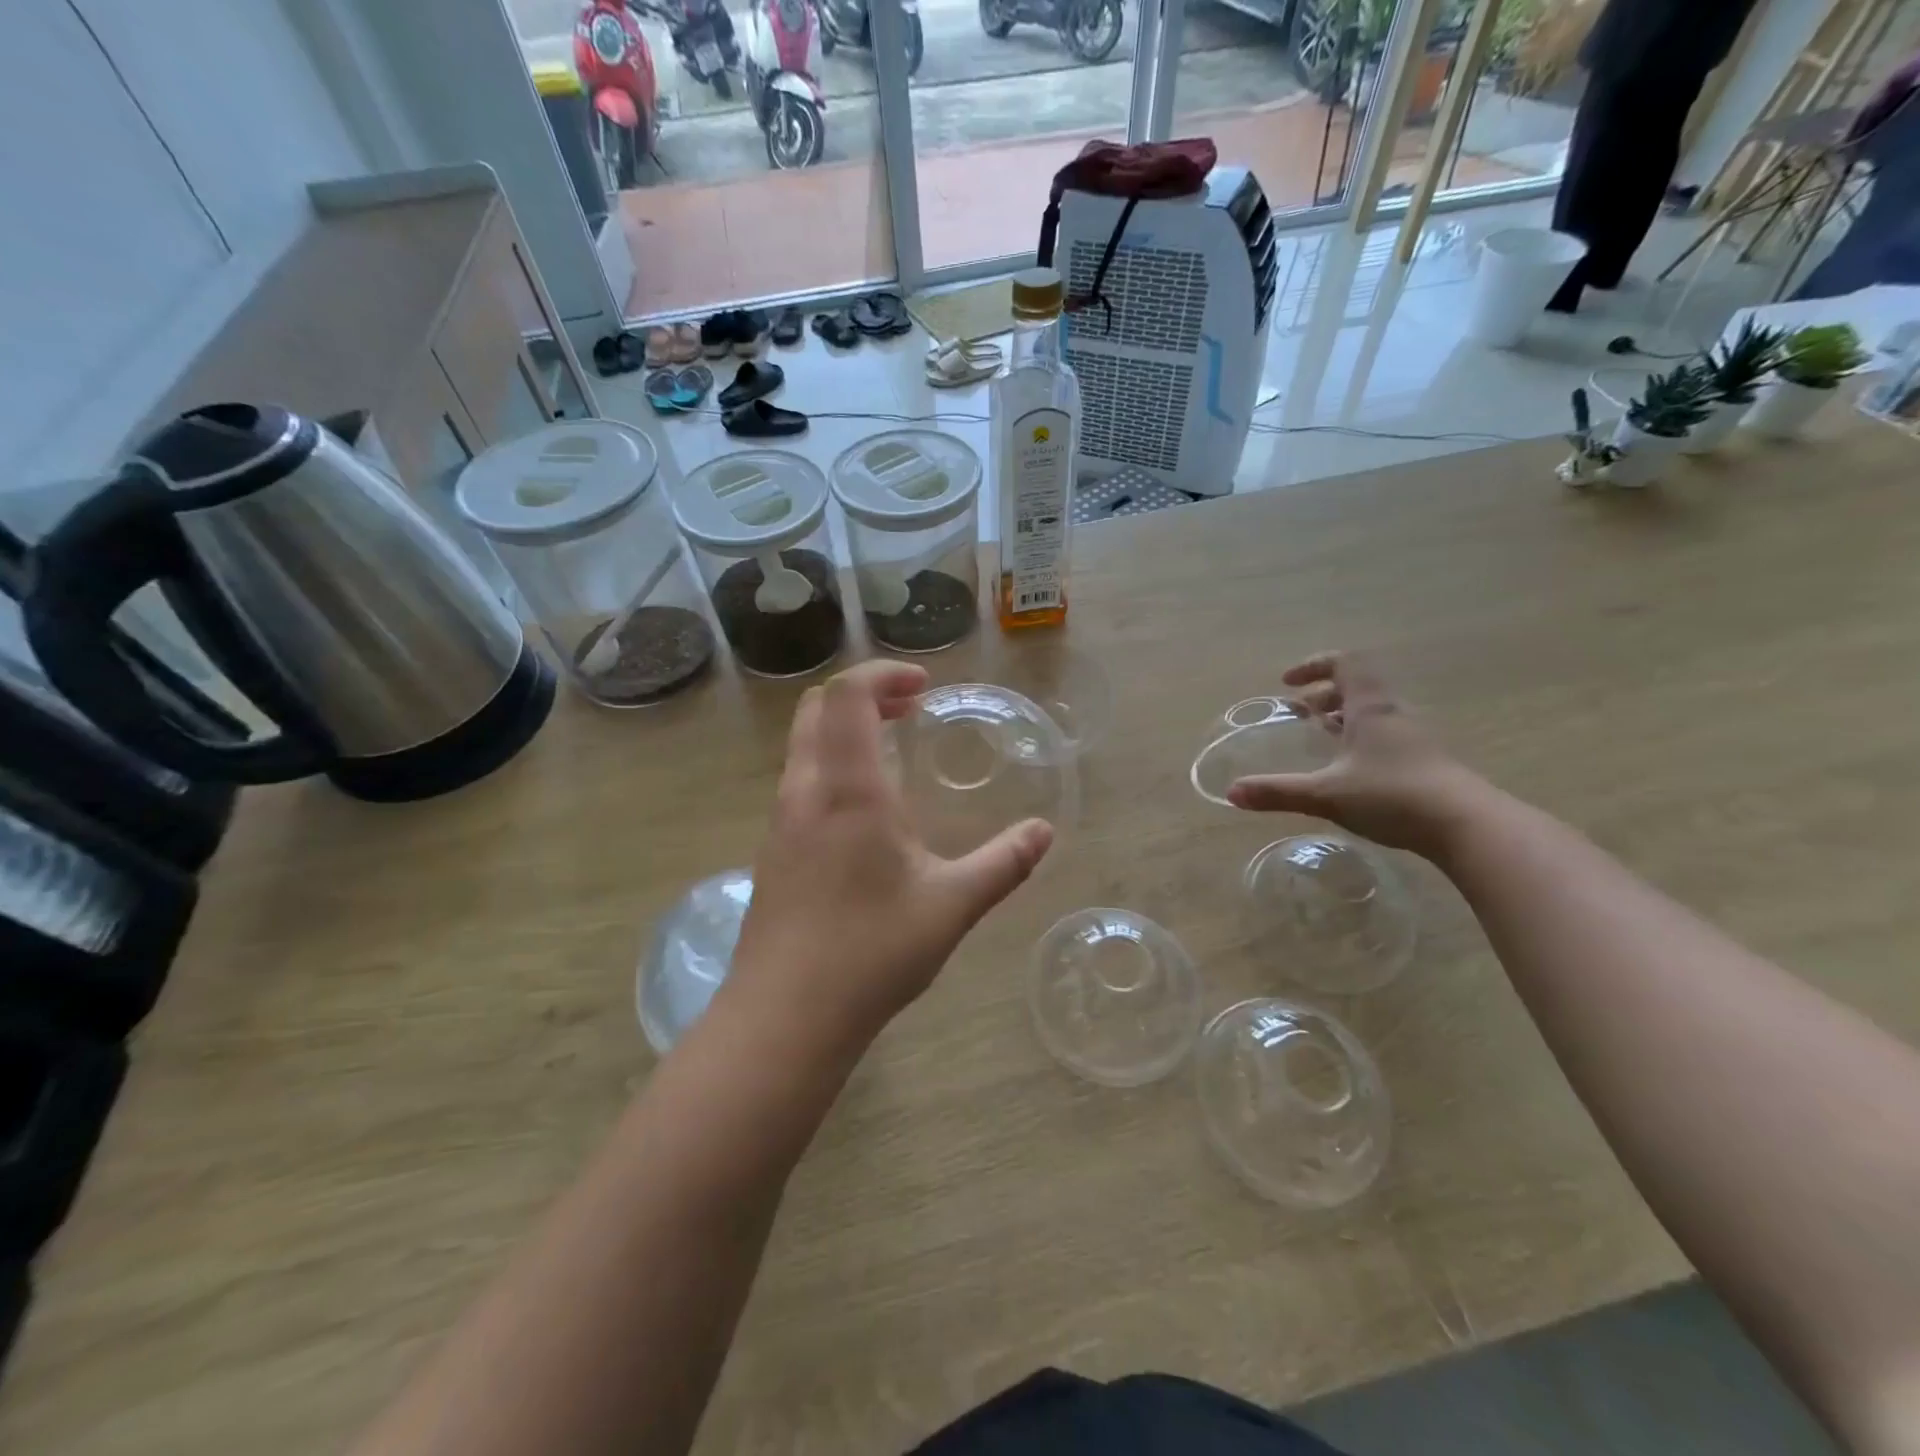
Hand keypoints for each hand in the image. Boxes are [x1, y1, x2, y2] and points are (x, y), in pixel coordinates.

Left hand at [728, 660, 1054, 1051]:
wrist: (785, 1016)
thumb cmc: (871, 952)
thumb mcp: (951, 906)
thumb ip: (1003, 864)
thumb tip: (1043, 833)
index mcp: (848, 790)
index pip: (847, 696)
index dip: (883, 674)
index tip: (922, 687)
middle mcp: (805, 792)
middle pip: (816, 709)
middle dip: (864, 695)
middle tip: (910, 710)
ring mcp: (780, 822)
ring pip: (803, 746)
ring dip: (844, 731)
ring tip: (892, 754)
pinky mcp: (772, 852)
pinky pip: (799, 781)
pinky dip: (831, 766)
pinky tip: (865, 813)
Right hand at [1226, 652, 1489, 858]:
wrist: (1466, 826)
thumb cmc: (1392, 796)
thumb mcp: (1326, 794)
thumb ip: (1278, 791)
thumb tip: (1232, 793)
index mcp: (1371, 708)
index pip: (1345, 664)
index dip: (1314, 666)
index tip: (1288, 683)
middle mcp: (1394, 714)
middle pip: (1359, 687)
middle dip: (1324, 695)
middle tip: (1300, 713)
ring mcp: (1414, 738)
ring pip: (1374, 713)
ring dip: (1343, 717)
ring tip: (1321, 736)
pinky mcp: (1425, 762)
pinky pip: (1386, 736)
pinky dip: (1360, 739)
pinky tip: (1350, 769)